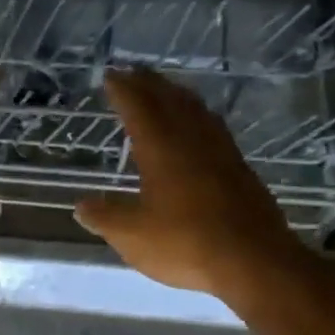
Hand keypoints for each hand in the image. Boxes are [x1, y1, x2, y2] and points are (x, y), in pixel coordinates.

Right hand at [74, 68, 312, 302]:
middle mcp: (192, 142)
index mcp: (162, 150)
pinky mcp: (240, 170)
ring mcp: (221, 153)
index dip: (123, 90)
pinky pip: (214, 128)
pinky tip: (200, 126)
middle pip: (170, 101)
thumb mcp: (132, 235)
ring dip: (177, 95)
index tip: (111, 75)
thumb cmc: (185, 244)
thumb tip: (81, 206)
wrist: (254, 261)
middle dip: (150, 84)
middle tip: (134, 72)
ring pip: (197, 111)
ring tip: (165, 89)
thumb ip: (104, 217)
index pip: (139, 109)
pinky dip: (199, 116)